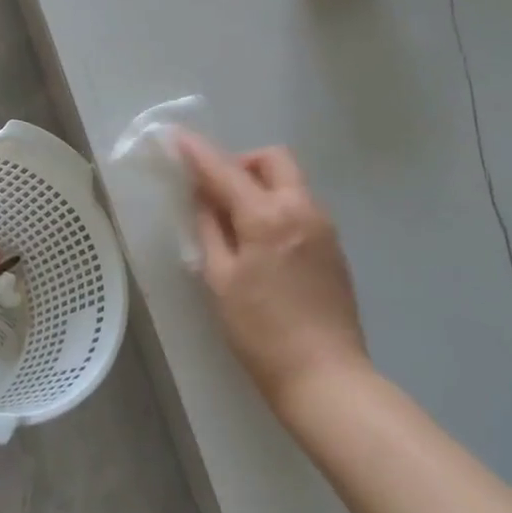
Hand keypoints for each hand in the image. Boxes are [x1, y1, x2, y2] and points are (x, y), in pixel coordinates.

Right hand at [177, 132, 370, 418]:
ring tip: (236, 221)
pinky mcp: (334, 245)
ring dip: (261, 184)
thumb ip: (211, 230)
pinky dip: (278, 206)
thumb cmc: (261, 333)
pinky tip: (262, 242)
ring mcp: (324, 226)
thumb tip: (204, 197)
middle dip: (242, 162)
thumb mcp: (221, 281)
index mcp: (268, 217)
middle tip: (217, 190)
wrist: (325, 376)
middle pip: (273, 159)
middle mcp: (302, 209)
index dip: (198, 152)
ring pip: (291, 181)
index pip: (226, 171)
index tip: (177, 136)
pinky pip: (301, 206)